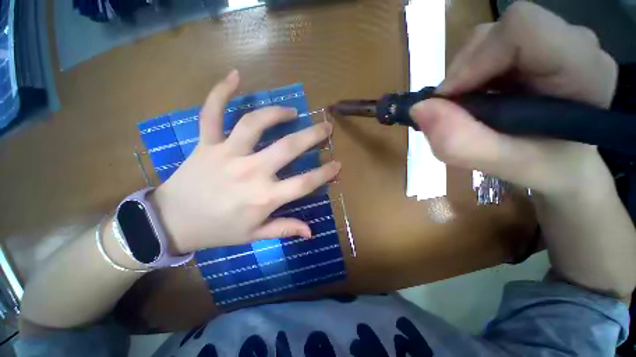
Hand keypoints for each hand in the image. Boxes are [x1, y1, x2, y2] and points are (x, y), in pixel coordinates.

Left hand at [150, 70, 339, 253]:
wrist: (172, 222)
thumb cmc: (218, 230)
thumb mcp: (254, 235)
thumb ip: (284, 229)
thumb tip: (310, 232)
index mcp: (264, 197)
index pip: (304, 183)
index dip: (325, 173)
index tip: (337, 164)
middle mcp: (250, 172)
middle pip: (288, 147)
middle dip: (312, 135)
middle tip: (325, 127)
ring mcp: (227, 154)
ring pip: (255, 124)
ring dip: (277, 113)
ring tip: (291, 112)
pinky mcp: (206, 144)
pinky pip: (212, 113)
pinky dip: (220, 92)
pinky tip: (234, 76)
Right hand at [410, 1, 617, 195]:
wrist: (566, 161)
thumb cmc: (547, 166)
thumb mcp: (504, 165)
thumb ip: (461, 142)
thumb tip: (419, 109)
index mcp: (584, 70)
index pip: (523, 29)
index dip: (475, 60)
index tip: (452, 100)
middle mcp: (574, 43)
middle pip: (497, 33)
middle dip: (463, 74)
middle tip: (459, 112)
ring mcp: (554, 39)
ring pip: (487, 39)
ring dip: (464, 77)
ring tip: (472, 108)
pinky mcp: (537, 44)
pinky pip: (487, 48)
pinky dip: (469, 76)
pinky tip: (480, 98)